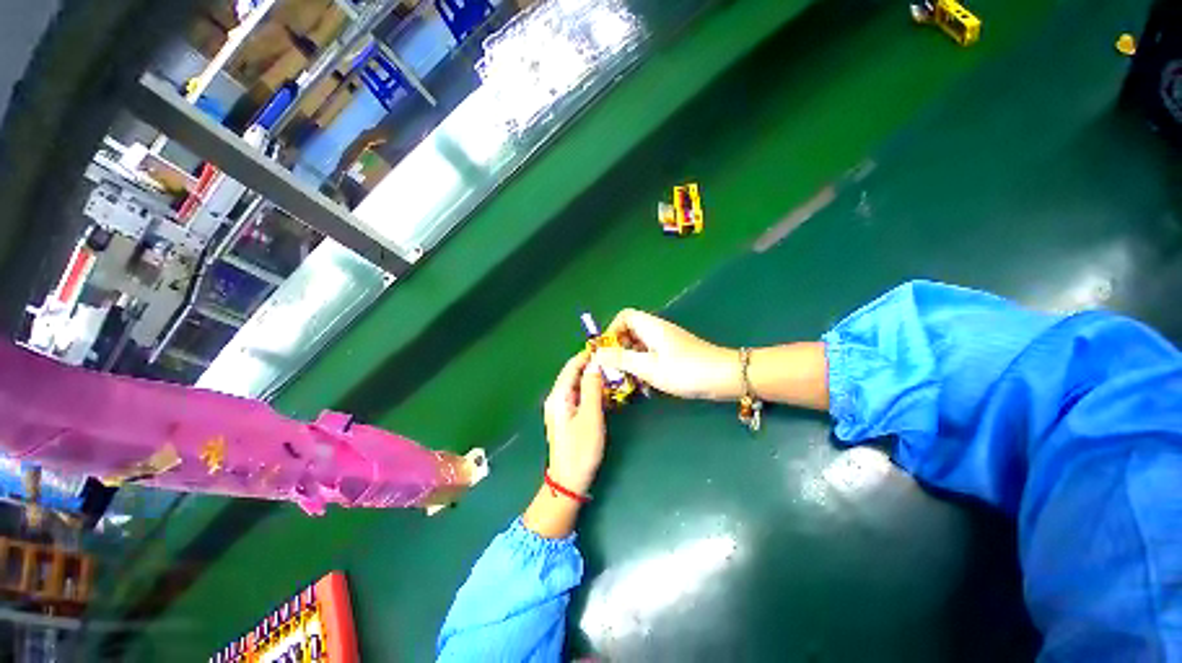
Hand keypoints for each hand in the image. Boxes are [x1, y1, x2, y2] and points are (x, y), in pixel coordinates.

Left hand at [542, 350, 605, 494]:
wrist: (568, 481)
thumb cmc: (581, 449)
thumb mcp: (591, 416)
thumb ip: (592, 388)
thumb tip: (595, 363)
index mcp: (559, 395)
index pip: (572, 366)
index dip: (587, 355)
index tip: (606, 348)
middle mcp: (556, 398)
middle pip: (573, 373)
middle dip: (591, 365)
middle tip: (613, 361)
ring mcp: (560, 407)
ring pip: (576, 384)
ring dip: (592, 377)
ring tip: (612, 374)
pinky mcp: (566, 416)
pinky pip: (578, 395)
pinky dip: (590, 390)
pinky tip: (604, 392)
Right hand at [596, 309, 740, 400]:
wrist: (726, 377)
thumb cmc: (686, 370)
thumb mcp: (649, 367)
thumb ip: (622, 360)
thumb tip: (597, 355)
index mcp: (651, 327)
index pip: (624, 316)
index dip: (612, 330)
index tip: (606, 351)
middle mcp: (657, 330)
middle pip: (630, 331)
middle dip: (619, 349)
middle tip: (614, 369)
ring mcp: (667, 342)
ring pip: (640, 345)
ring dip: (630, 360)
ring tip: (626, 380)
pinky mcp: (674, 353)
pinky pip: (651, 355)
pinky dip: (643, 366)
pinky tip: (644, 384)